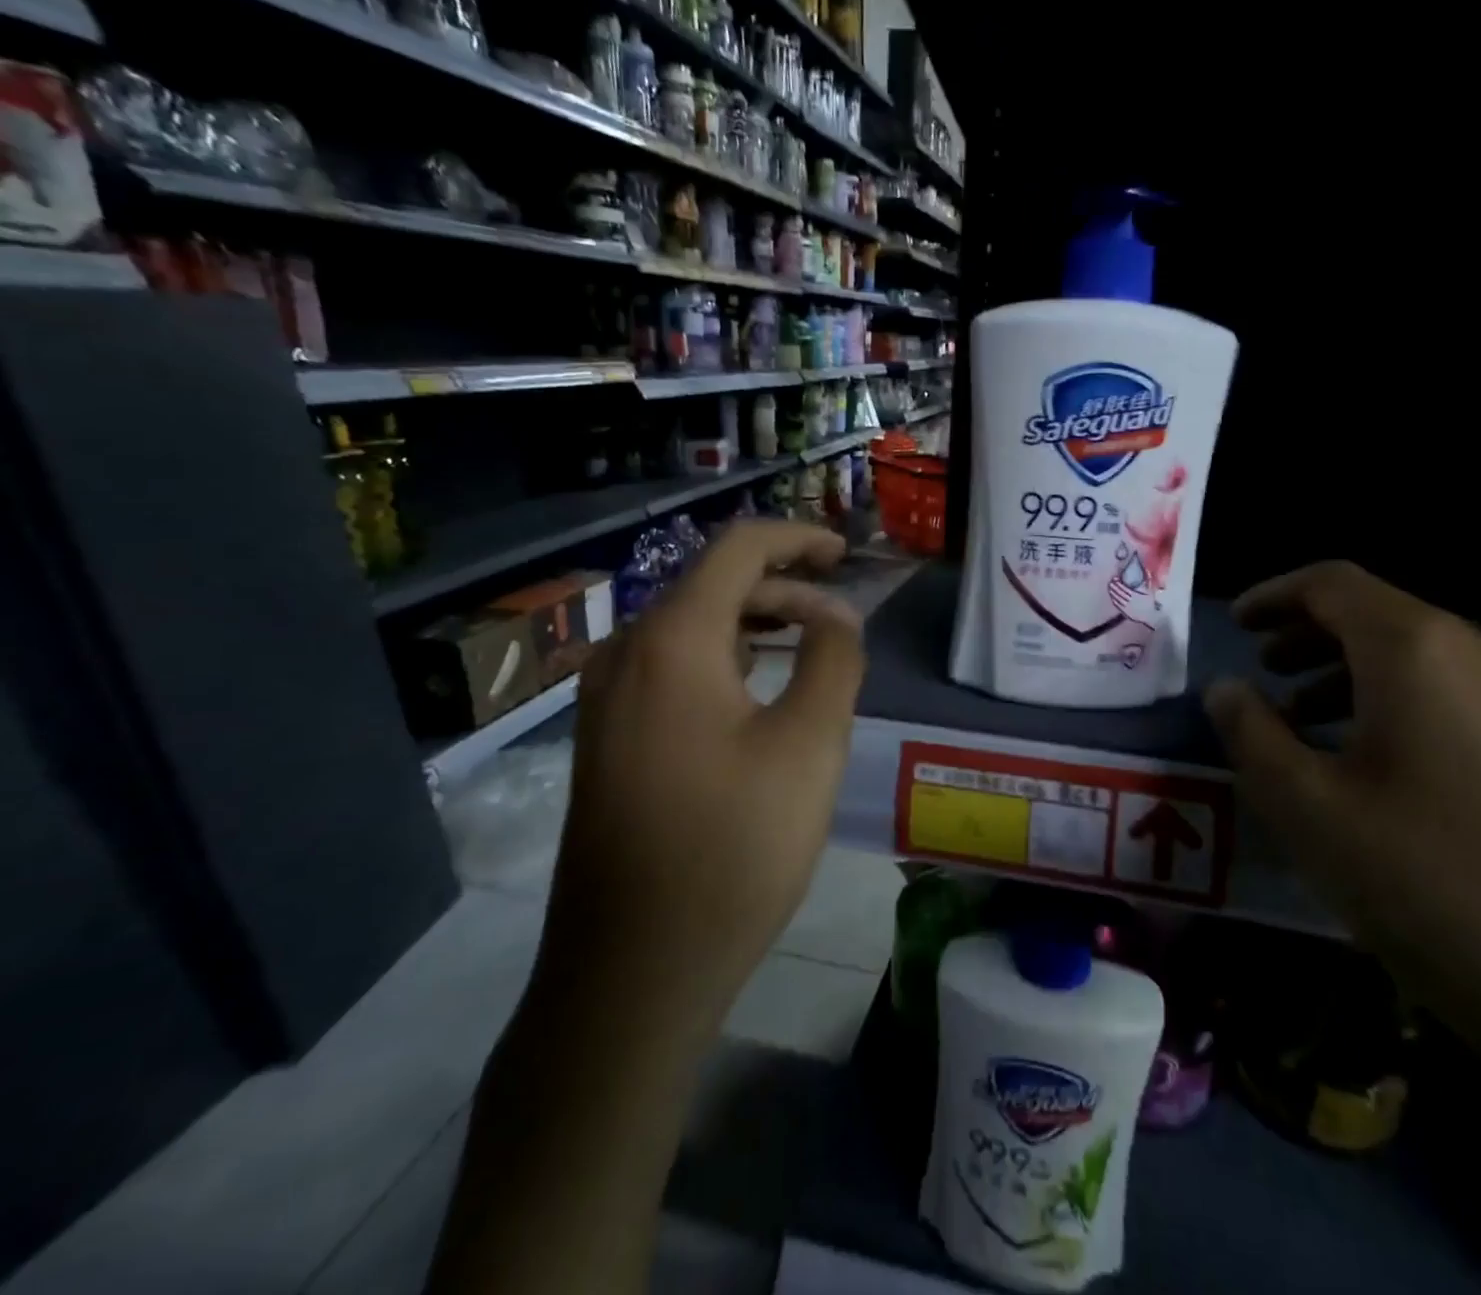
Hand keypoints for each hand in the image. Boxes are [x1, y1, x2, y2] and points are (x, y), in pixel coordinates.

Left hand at [544, 520, 865, 1022]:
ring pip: (691, 628)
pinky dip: (724, 659)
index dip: (797, 539)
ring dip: (755, 624)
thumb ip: (832, 659)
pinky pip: (671, 668)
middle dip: (783, 587)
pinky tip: (758, 690)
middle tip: (841, 617)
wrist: (633, 970)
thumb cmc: (733, 848)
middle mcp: (626, 653)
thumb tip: (835, 616)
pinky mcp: (607, 738)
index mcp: (672, 640)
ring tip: (811, 647)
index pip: (738, 549)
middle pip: (712, 585)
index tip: (846, 554)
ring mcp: (606, 698)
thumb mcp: (809, 744)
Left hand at [1107, 576, 1162, 627]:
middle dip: (1115, 588)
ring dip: (1113, 594)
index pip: (1125, 588)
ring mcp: (1127, 607)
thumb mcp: (1150, 591)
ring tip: (1110, 589)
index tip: (1115, 579)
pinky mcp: (1126, 612)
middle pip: (1120, 593)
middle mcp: (1130, 601)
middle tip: (1110, 583)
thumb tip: (1148, 571)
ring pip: (1118, 599)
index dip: (1119, 584)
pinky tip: (1112, 598)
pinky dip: (1115, 602)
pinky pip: (1118, 606)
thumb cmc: (1151, 603)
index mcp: (1135, 595)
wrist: (1151, 616)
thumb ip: (1148, 581)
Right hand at [1203, 561, 1480, 1071]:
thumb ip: (1251, 734)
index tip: (1235, 624)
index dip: (1274, 596)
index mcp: (1421, 650)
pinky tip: (1389, 775)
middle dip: (1310, 639)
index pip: (1332, 584)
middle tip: (1265, 675)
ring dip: (1356, 680)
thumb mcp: (1309, 810)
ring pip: (1427, 664)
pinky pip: (1469, 703)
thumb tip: (1228, 688)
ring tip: (1312, 730)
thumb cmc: (1438, 887)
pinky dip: (1408, 712)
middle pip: (1382, 618)